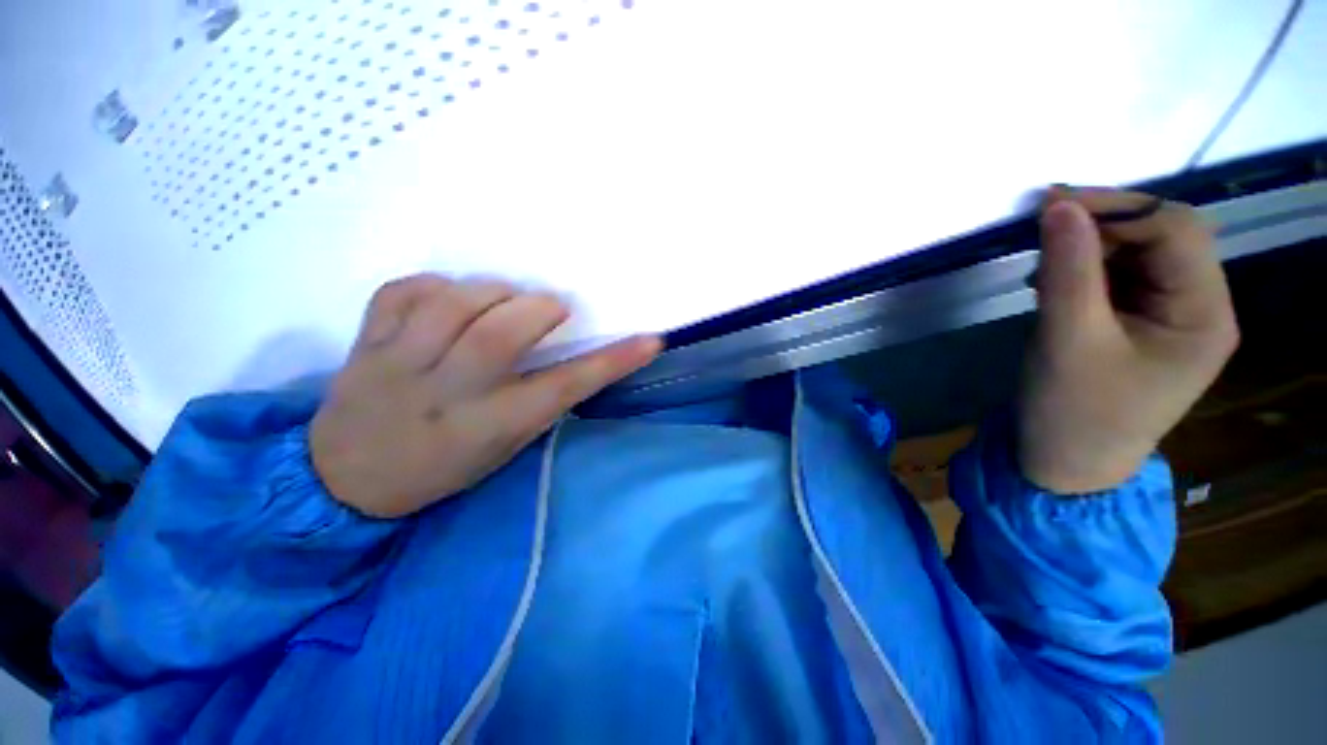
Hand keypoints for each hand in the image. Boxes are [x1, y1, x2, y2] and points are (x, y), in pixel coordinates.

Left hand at [310, 275, 661, 517]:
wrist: (346, 479)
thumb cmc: (441, 468)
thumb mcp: (503, 448)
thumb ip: (537, 401)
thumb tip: (572, 355)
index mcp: (489, 426)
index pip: (563, 388)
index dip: (612, 361)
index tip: (650, 340)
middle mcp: (446, 392)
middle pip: (499, 333)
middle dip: (539, 308)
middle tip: (552, 308)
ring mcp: (398, 363)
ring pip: (451, 304)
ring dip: (492, 291)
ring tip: (504, 298)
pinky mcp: (365, 342)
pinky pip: (402, 291)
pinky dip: (435, 284)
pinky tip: (449, 297)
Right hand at [1018, 188, 1238, 493]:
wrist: (1063, 465)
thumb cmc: (1072, 412)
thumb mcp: (1068, 339)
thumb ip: (1069, 269)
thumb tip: (1058, 205)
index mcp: (1204, 315)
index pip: (1178, 231)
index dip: (1120, 207)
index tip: (1052, 203)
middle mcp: (1200, 309)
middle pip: (1162, 239)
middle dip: (1103, 227)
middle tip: (1042, 231)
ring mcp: (1171, 318)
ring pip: (1137, 256)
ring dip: (1088, 250)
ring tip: (1041, 267)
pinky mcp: (1141, 326)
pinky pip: (1120, 280)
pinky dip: (1084, 271)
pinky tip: (1051, 284)